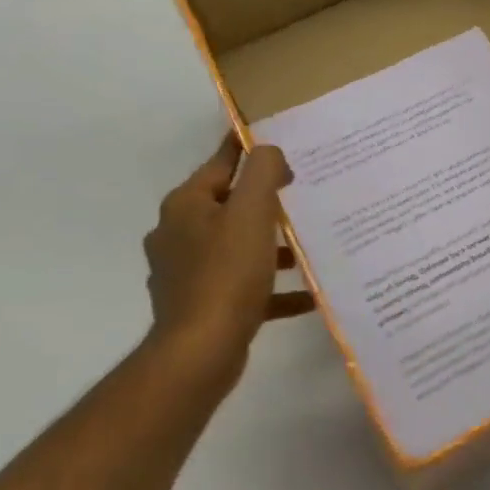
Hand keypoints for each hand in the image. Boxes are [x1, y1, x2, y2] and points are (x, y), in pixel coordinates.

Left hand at [142, 136, 312, 395]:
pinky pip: (243, 287)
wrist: (199, 353)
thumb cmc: (226, 274)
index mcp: (186, 206)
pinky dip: (272, 287)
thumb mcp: (251, 212)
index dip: (247, 148)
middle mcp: (179, 234)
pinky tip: (307, 296)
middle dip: (266, 202)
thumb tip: (267, 151)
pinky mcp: (201, 305)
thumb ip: (262, 172)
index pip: (220, 163)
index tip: (274, 137)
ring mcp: (187, 273)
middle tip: (304, 194)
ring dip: (272, 247)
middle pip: (230, 206)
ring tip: (310, 246)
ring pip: (237, 247)